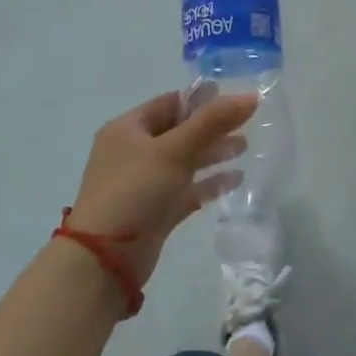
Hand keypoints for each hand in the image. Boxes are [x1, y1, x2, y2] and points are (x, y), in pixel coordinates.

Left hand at [67, 90, 256, 287]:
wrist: (105, 259)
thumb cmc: (136, 189)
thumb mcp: (175, 149)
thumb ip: (213, 121)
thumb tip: (251, 96)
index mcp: (128, 129)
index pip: (169, 103)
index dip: (201, 99)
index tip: (234, 99)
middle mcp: (133, 152)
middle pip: (179, 132)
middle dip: (212, 128)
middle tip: (246, 124)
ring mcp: (143, 184)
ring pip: (184, 161)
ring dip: (213, 154)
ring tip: (244, 148)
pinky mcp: (155, 211)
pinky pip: (186, 190)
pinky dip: (209, 183)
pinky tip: (236, 179)